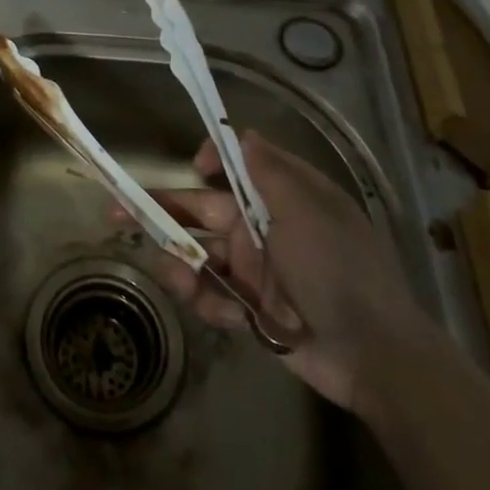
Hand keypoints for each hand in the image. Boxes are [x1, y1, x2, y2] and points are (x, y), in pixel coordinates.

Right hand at [138, 130, 428, 412]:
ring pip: (199, 256)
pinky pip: (214, 297)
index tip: (196, 167)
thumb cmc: (339, 269)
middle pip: (202, 211)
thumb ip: (269, 172)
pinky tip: (223, 314)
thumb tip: (243, 133)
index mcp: (281, 198)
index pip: (238, 166)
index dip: (213, 161)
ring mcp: (255, 271)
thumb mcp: (307, 211)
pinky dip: (209, 303)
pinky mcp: (251, 310)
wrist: (374, 356)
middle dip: (162, 211)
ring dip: (180, 263)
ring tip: (173, 276)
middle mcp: (263, 229)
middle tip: (116, 211)